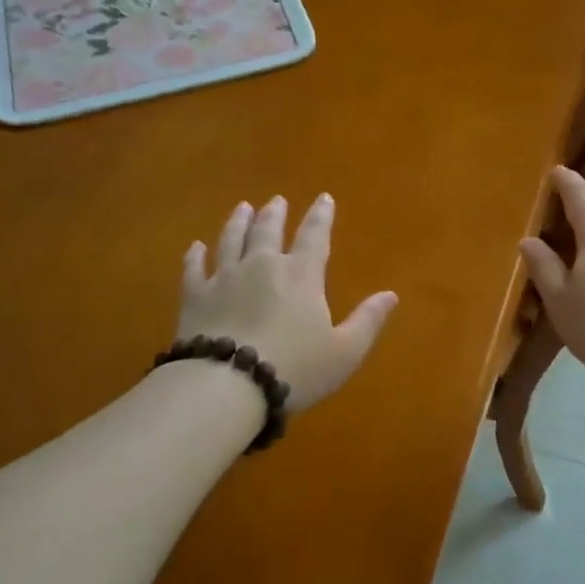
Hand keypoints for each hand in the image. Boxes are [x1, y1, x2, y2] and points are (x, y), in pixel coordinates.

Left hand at [179, 194, 396, 412]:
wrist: (228, 385)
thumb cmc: (295, 369)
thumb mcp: (345, 351)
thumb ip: (368, 320)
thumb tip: (390, 294)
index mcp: (301, 275)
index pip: (314, 236)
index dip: (321, 216)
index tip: (324, 198)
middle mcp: (262, 266)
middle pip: (268, 231)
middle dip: (275, 214)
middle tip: (277, 201)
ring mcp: (224, 278)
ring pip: (231, 240)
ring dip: (238, 222)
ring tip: (243, 208)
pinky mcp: (194, 297)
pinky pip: (194, 269)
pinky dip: (195, 255)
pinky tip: (196, 247)